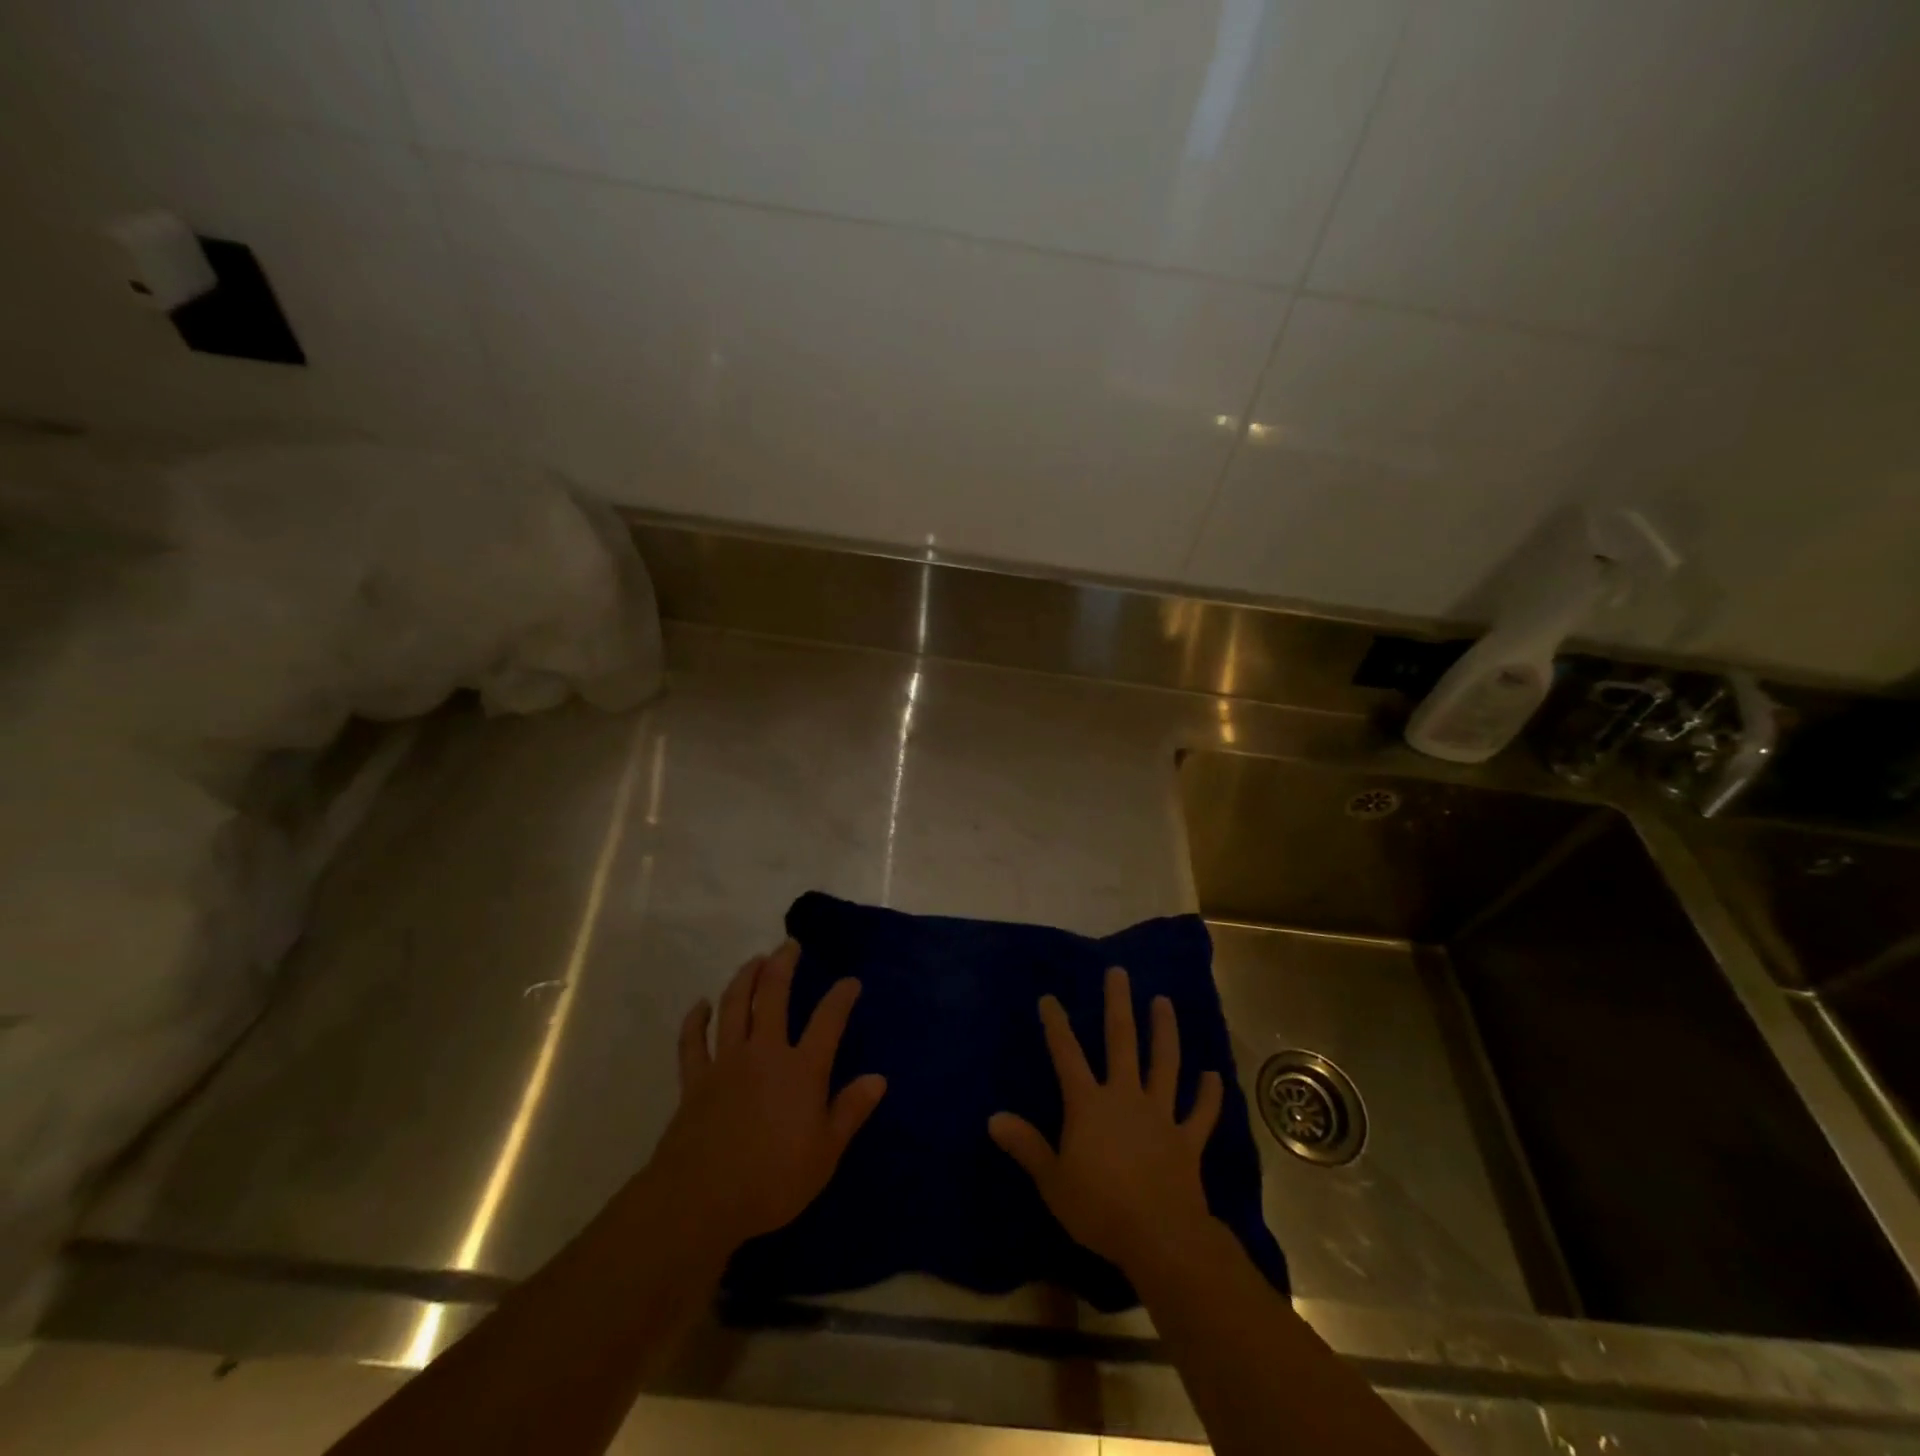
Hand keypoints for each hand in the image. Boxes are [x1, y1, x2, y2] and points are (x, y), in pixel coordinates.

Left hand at [649, 941, 885, 1249]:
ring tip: (755, 960)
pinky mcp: (695, 1080)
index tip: (850, 981)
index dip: (841, 996)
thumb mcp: (825, 1153)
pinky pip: (693, 1042)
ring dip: (745, 978)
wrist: (701, 1200)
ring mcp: (726, 1062)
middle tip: (790, 945)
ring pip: (734, 1007)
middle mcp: (764, 1053)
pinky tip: (701, 1004)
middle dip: (784, 965)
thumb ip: (850, 1111)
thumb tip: (878, 1078)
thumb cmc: (773, 1180)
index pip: (828, 1020)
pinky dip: (696, 1020)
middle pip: (773, 995)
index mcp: (802, 1069)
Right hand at [989, 966, 1223, 1274]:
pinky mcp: (1187, 1140)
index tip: (1049, 998)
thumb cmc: (1099, 1208)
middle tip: (1119, 973)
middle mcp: (1125, 1096)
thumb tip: (994, 1118)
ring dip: (1164, 1032)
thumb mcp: (1052, 1180)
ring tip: (1164, 1002)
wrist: (1160, 1237)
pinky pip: (1200, 1113)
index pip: (1067, 1055)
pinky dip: (1208, 1096)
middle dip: (1118, 1005)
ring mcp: (1160, 1114)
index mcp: (1089, 1104)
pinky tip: (1213, 1076)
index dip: (1056, 1025)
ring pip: (1164, 1064)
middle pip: (1121, 1042)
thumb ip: (1026, 1146)